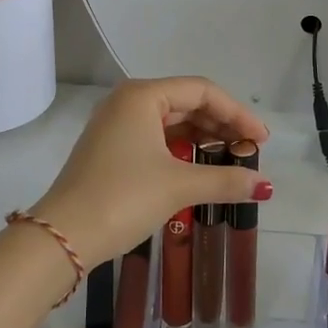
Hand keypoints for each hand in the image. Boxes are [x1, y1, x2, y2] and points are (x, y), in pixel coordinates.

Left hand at [30, 78, 270, 267]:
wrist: (64, 235)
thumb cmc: (123, 197)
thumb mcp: (178, 186)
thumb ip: (224, 180)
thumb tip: (263, 185)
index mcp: (142, 95)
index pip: (202, 92)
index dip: (237, 113)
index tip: (262, 140)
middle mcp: (128, 101)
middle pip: (187, 103)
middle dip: (222, 126)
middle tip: (252, 152)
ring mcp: (116, 125)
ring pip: (171, 122)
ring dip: (203, 139)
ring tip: (232, 161)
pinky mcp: (111, 148)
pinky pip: (156, 138)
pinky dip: (182, 150)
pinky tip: (201, 168)